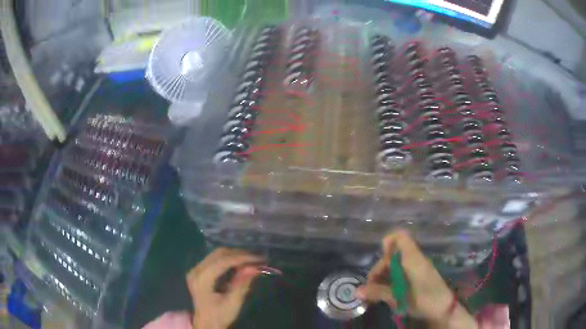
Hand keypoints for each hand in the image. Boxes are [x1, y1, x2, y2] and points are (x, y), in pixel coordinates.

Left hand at [186, 248, 264, 328]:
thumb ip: (242, 284)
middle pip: (219, 254)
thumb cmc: (220, 315)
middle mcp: (196, 270)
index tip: (260, 260)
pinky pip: (215, 258)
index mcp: (202, 279)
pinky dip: (229, 259)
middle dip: (240, 254)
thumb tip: (254, 267)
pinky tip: (240, 263)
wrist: (206, 323)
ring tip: (252, 260)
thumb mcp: (233, 303)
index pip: (223, 261)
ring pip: (217, 254)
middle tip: (258, 259)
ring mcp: (196, 269)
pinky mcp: (199, 270)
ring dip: (235, 255)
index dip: (242, 258)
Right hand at [356, 230, 476, 327]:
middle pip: (393, 256)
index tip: (378, 258)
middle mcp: (415, 260)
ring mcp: (418, 268)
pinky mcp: (420, 277)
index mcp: (412, 259)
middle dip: (379, 270)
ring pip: (396, 267)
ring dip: (384, 279)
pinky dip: (392, 282)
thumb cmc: (423, 299)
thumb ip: (378, 293)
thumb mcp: (399, 297)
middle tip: (370, 289)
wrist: (444, 308)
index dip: (388, 241)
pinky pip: (402, 274)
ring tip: (376, 296)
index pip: (401, 237)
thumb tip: (356, 291)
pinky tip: (388, 295)